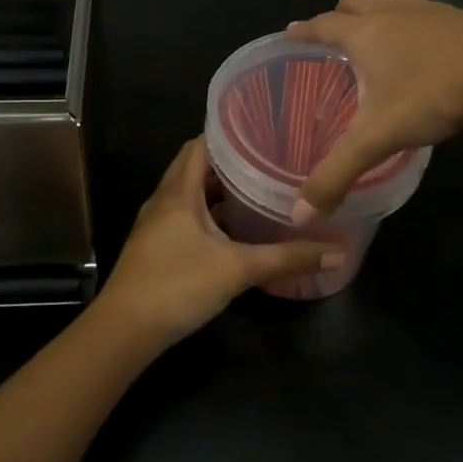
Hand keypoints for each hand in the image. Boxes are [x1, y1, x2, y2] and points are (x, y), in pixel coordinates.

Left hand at [98, 139, 331, 349]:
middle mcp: (164, 200)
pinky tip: (231, 230)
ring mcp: (156, 224)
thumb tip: (338, 251)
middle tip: (265, 159)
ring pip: (188, 194)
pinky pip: (183, 216)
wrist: (124, 330)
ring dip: (216, 190)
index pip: (199, 145)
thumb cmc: (178, 285)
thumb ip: (287, 259)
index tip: (260, 131)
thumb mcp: (238, 270)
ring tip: (255, 189)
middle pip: (194, 167)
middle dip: (227, 162)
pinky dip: (207, 214)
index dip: (227, 134)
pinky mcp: (155, 247)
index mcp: (179, 192)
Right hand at [286, 0, 462, 214]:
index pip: (323, 25)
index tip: (290, 31)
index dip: (303, 30)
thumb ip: (339, 173)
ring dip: (379, 12)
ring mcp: (430, 11)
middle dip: (340, 13)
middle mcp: (392, 13)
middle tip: (335, 35)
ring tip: (379, 37)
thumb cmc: (433, 95)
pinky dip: (415, 23)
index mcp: (365, 34)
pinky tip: (427, 48)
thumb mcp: (380, 137)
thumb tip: (302, 215)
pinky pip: (426, 12)